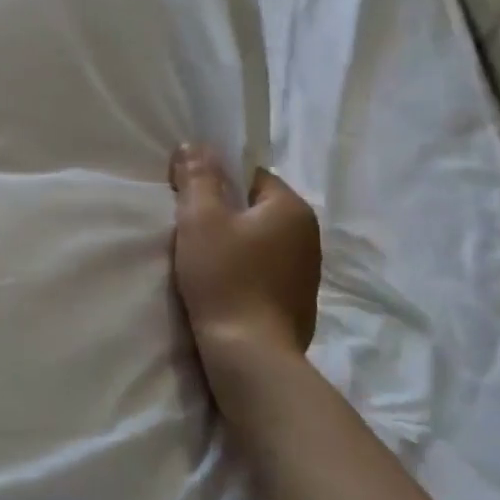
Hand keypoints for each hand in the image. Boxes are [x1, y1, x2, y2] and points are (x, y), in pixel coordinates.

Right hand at [170, 145, 320, 361]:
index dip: (217, 183)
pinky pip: (266, 270)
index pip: (252, 176)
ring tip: (205, 260)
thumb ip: (198, 178)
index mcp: (292, 208)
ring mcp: (307, 271)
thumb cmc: (225, 277)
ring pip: (262, 241)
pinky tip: (224, 286)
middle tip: (191, 231)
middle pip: (257, 209)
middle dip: (226, 215)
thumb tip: (194, 145)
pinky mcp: (298, 301)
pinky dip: (246, 271)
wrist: (250, 353)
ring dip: (236, 245)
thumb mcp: (201, 220)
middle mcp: (309, 234)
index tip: (190, 202)